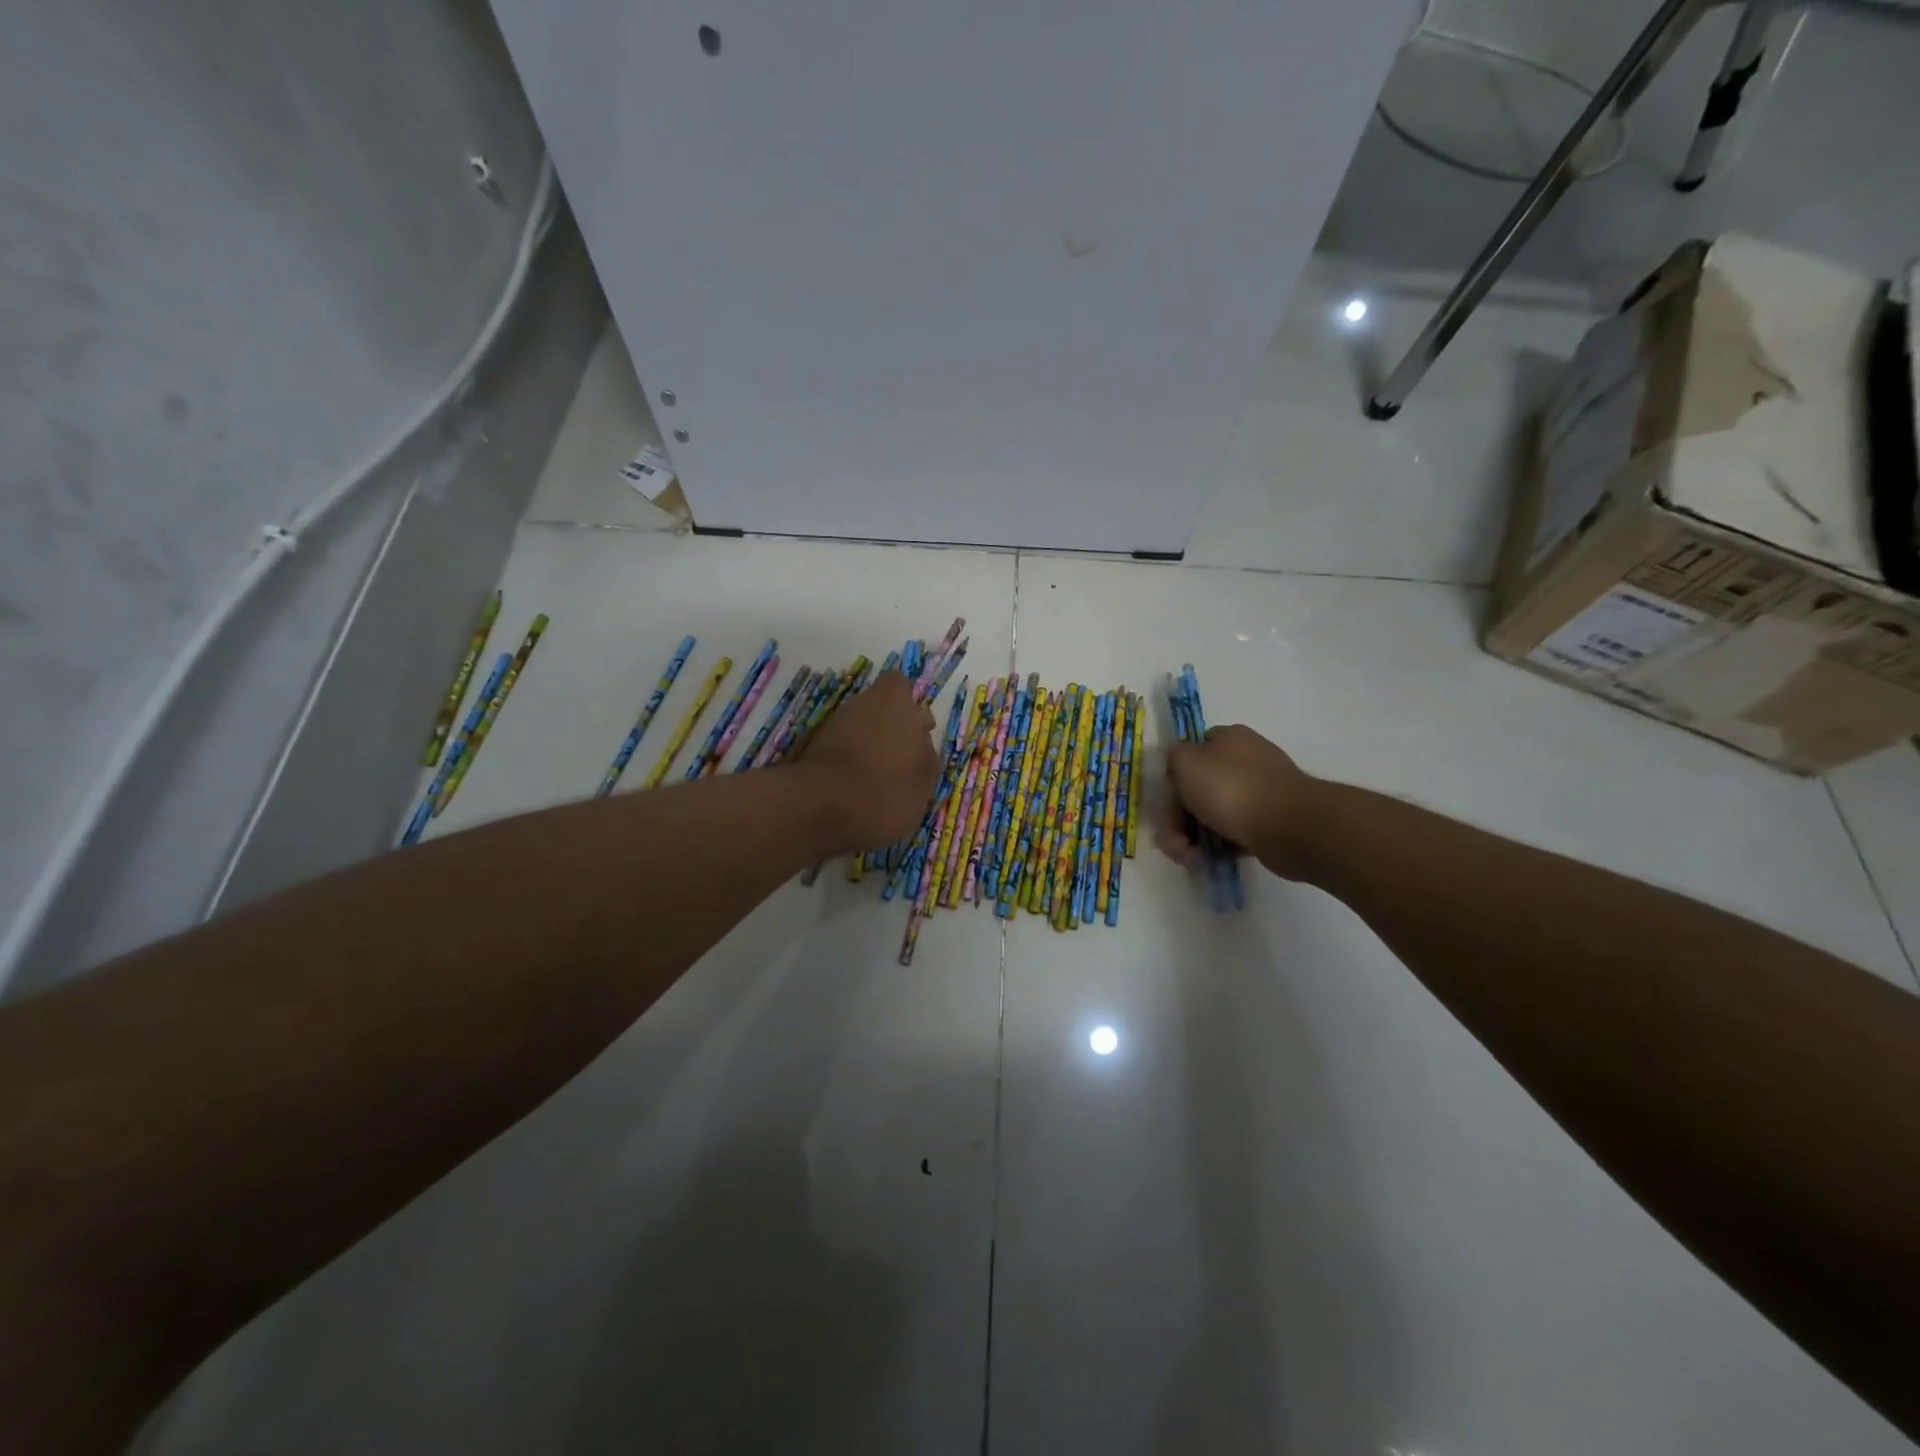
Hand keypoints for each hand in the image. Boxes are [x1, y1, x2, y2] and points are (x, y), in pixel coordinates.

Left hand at [799, 670, 939, 849]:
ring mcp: (833, 726)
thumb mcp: (925, 776)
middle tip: (901, 763)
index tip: (918, 733)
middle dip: (890, 730)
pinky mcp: (813, 750)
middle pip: (879, 709)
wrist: (822, 808)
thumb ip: (926, 752)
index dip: (909, 707)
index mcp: (893, 700)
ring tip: (881, 783)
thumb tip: (919, 741)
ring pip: (859, 730)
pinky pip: (841, 750)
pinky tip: (858, 792)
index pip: (899, 686)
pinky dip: (850, 765)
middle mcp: (860, 704)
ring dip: (870, 749)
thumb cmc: (886, 788)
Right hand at [1161, 724, 1320, 880]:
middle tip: (1174, 841)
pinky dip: (1218, 847)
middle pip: (1199, 789)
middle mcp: (1245, 761)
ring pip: (1213, 814)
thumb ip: (1173, 758)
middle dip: (1178, 818)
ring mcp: (1260, 793)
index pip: (1192, 752)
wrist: (1290, 827)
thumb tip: (1180, 766)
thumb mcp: (1184, 762)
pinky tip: (1208, 860)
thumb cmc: (1231, 789)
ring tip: (1190, 858)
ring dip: (1193, 838)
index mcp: (1228, 739)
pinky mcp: (1269, 823)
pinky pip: (1234, 833)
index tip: (1168, 800)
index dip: (1174, 777)